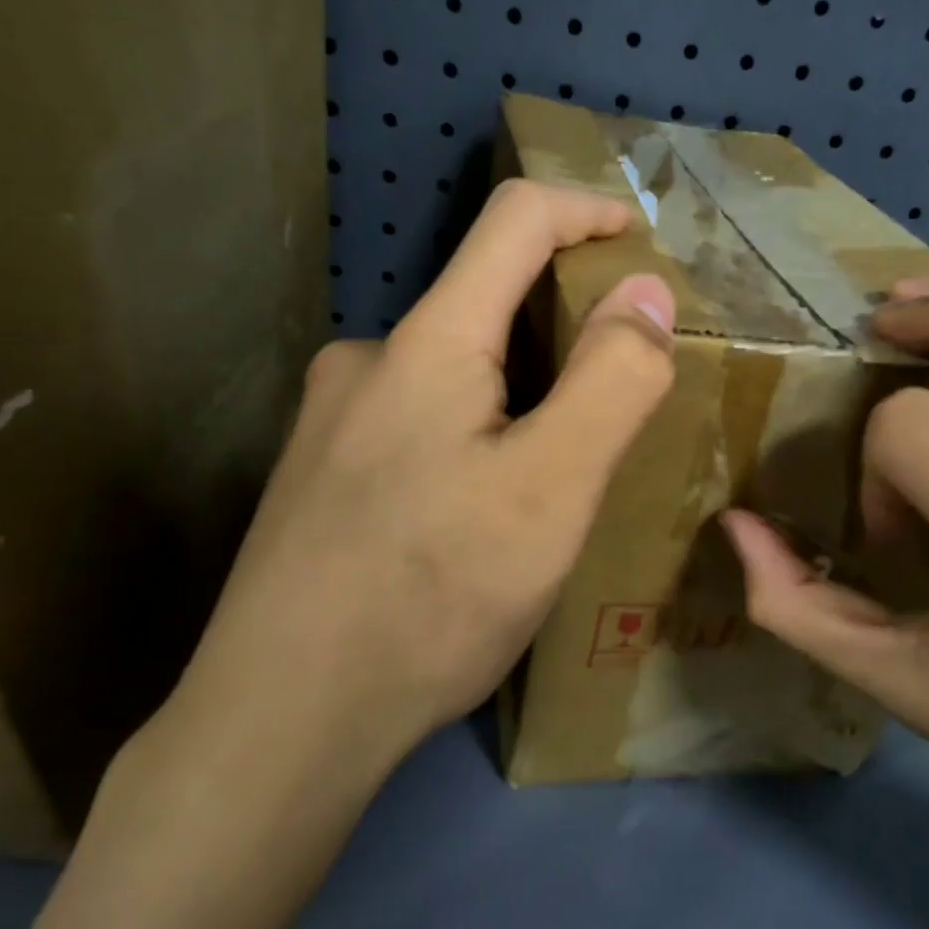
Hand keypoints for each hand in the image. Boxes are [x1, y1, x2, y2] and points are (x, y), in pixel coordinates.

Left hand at [168, 180, 675, 766]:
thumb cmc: (432, 596)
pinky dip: (472, 441)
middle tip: (612, 408)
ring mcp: (332, 423)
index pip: (514, 223)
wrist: (283, 716)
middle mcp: (367, 363)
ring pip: (452, 379)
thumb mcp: (551, 490)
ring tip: (551, 481)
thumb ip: (610, 381)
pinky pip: (417, 427)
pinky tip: (478, 517)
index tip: (639, 237)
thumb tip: (646, 294)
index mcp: (427, 345)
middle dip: (560, 335)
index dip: (586, 211)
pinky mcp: (320, 479)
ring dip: (516, 400)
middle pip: (484, 308)